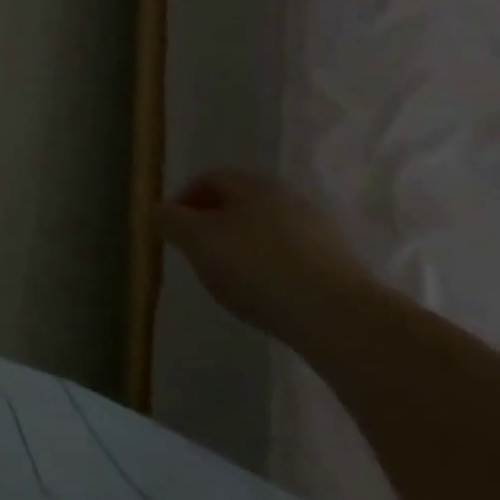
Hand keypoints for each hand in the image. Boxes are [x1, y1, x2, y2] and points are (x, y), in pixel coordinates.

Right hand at [155, 170, 376, 344]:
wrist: (342, 320)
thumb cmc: (257, 267)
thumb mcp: (196, 240)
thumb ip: (169, 220)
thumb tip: (157, 211)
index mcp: (254, 186)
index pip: (209, 179)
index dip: (183, 200)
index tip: (172, 230)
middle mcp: (289, 200)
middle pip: (239, 205)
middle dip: (212, 226)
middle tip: (197, 254)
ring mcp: (320, 234)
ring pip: (266, 233)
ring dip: (242, 250)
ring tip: (231, 281)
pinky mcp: (339, 269)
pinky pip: (290, 260)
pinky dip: (270, 271)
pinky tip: (266, 297)